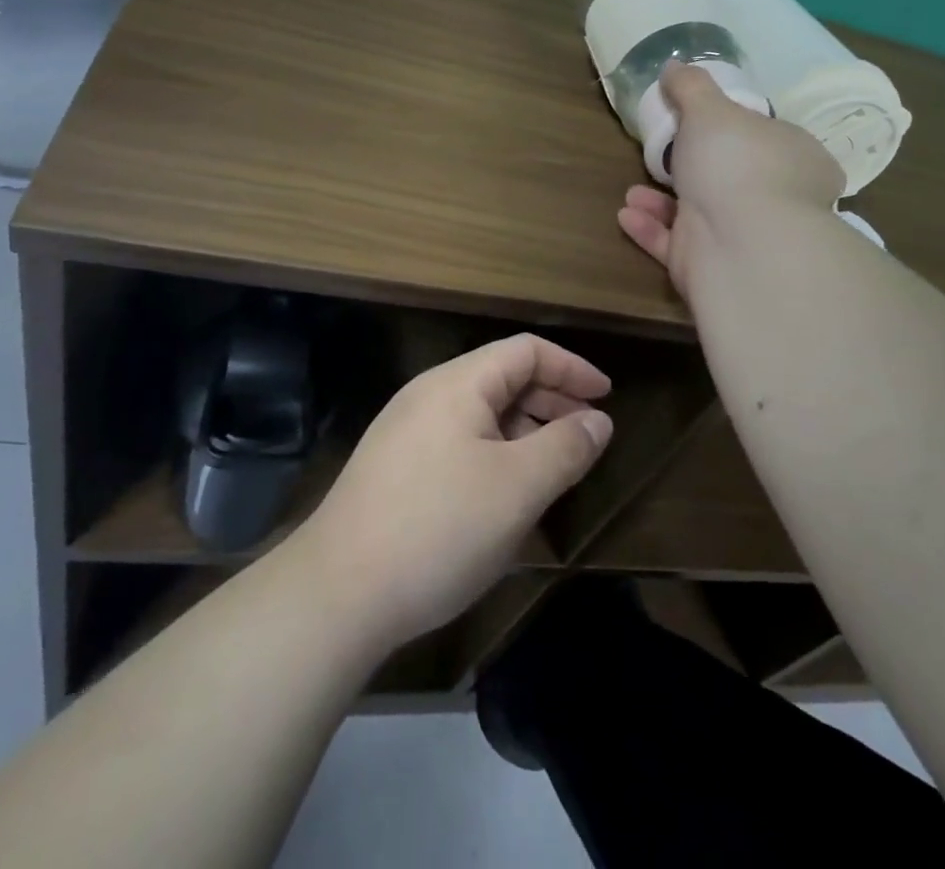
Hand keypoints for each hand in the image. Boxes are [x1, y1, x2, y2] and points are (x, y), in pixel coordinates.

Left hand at [295, 334, 613, 652]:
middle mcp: (429, 395)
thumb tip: (598, 420)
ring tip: (555, 467)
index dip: (571, 368)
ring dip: (524, 430)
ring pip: (481, 414)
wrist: (337, 594)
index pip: (526, 351)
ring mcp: (406, 431)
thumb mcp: (517, 488)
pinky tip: (507, 493)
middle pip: (502, 378)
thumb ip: (565, 447)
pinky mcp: (395, 467)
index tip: (607, 397)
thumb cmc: (439, 528)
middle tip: (588, 434)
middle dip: (551, 399)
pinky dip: (496, 453)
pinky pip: (459, 442)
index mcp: (458, 384)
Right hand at [618, 62, 844, 293]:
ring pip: (701, 215)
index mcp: (797, 158)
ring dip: (662, 202)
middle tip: (662, 157)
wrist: (740, 246)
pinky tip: (626, 215)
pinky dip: (652, 230)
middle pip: (733, 179)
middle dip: (692, 169)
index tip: (704, 126)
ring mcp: (748, 237)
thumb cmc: (736, 164)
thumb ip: (690, 87)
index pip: (771, 140)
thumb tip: (674, 66)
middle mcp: (779, 200)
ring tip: (633, 190)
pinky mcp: (716, 267)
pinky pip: (679, 245)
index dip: (739, 131)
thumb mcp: (709, 110)